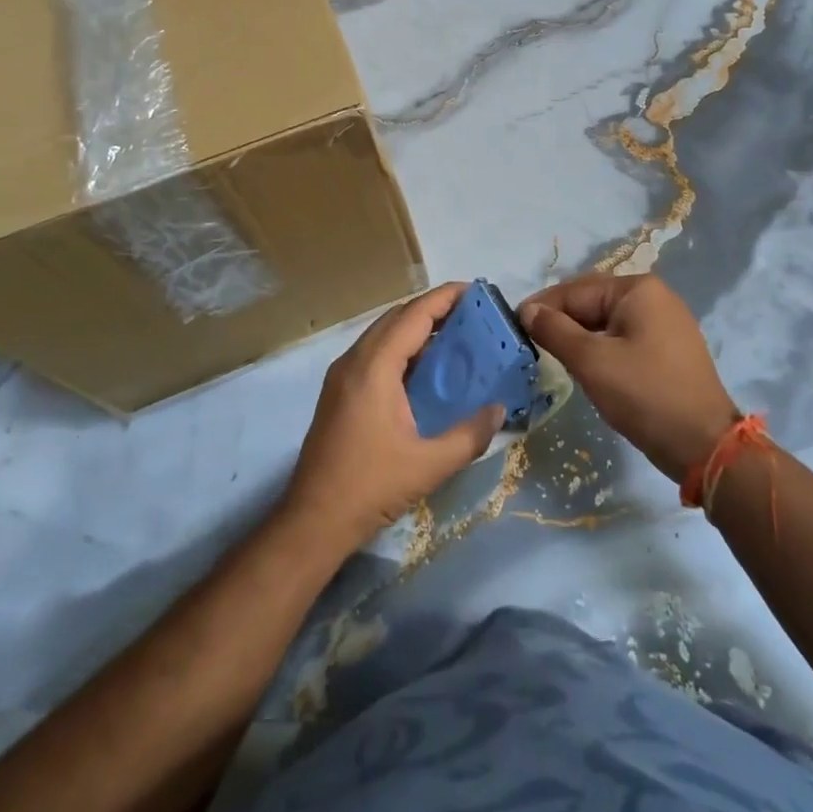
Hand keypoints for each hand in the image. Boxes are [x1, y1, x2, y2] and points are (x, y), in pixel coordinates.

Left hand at [282, 282, 503, 554]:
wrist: (313, 520)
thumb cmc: (371, 487)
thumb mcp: (430, 465)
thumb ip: (470, 435)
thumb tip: (499, 409)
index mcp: (374, 368)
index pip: (414, 316)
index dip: (445, 298)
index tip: (475, 290)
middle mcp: (354, 360)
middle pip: (396, 317)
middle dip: (433, 308)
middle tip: (471, 313)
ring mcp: (341, 374)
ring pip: (382, 333)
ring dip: (415, 326)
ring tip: (453, 334)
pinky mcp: (337, 390)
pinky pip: (373, 351)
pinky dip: (401, 345)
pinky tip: (423, 366)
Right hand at [521, 274, 738, 481]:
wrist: (704, 445)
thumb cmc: (645, 394)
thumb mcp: (592, 361)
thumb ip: (555, 330)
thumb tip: (527, 310)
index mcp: (637, 290)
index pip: (577, 290)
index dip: (543, 306)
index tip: (513, 324)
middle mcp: (654, 298)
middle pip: (593, 302)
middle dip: (560, 320)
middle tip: (527, 342)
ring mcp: (665, 324)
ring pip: (606, 323)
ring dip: (578, 336)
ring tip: (549, 355)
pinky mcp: (668, 350)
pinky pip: (623, 338)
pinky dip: (599, 348)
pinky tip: (582, 366)